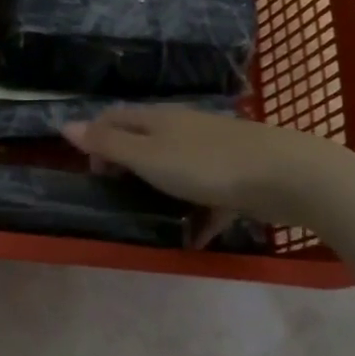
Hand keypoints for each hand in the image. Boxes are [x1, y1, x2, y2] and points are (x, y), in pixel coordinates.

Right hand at [62, 105, 339, 227]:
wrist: (288, 175)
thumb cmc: (206, 165)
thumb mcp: (147, 156)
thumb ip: (108, 143)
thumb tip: (65, 124)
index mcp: (157, 119)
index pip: (113, 117)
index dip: (95, 139)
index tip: (94, 174)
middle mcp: (183, 127)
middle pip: (144, 140)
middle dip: (127, 165)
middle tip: (119, 196)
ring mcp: (213, 149)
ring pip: (176, 167)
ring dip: (161, 189)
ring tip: (153, 218)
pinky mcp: (239, 174)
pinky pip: (208, 194)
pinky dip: (198, 213)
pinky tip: (195, 238)